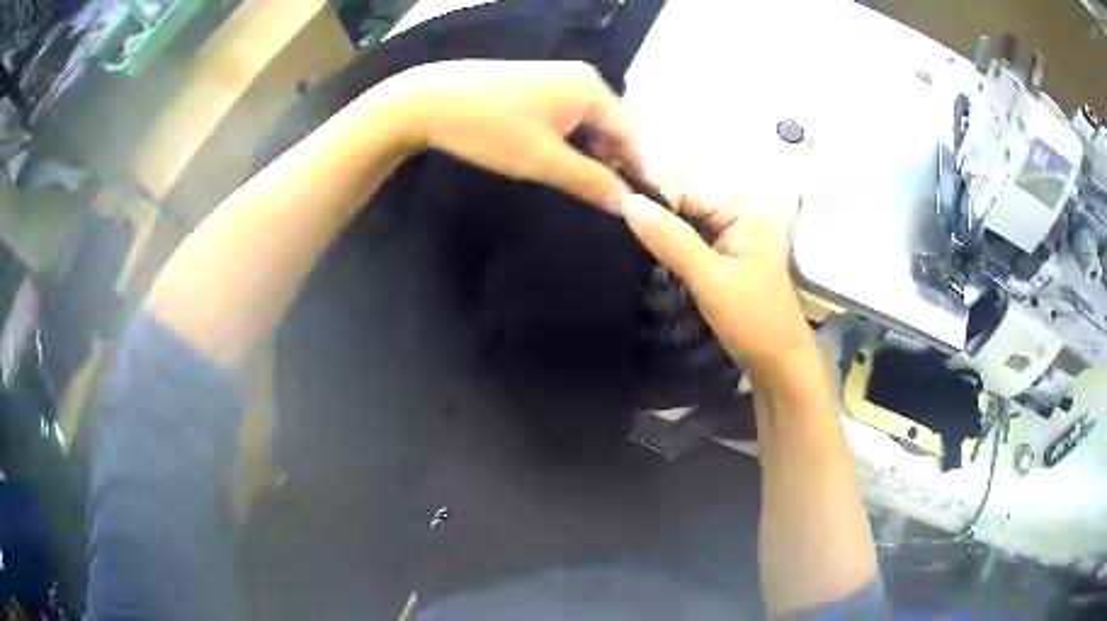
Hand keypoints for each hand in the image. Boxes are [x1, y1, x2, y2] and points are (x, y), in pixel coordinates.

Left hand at [378, 60, 641, 212]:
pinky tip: (559, 162)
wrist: (425, 100)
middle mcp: (582, 79)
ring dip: (590, 156)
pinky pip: (568, 118)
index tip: (642, 209)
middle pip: (613, 128)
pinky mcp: (536, 87)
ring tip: (585, 188)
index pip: (633, 136)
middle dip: (613, 164)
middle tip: (608, 203)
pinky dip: (570, 143)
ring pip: (589, 125)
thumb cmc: (488, 127)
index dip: (639, 173)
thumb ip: (591, 181)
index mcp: (592, 89)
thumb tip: (630, 205)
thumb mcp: (542, 160)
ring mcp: (558, 80)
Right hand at [623, 193, 815, 377]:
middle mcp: (738, 220)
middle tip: (611, 231)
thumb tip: (628, 202)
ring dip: (660, 238)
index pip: (684, 189)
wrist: (781, 367)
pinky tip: (648, 262)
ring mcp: (733, 244)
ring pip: (687, 229)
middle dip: (654, 218)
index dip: (650, 198)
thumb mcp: (709, 278)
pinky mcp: (727, 266)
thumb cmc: (752, 320)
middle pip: (686, 207)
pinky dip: (672, 254)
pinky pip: (693, 248)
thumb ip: (671, 239)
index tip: (611, 211)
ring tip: (621, 245)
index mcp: (740, 212)